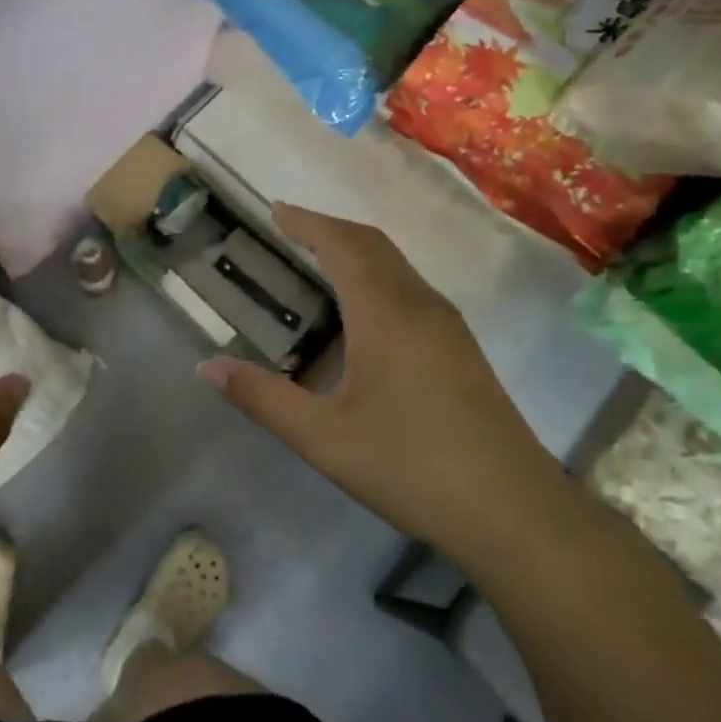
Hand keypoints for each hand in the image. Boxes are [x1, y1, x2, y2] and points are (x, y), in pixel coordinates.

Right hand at [200, 205, 562, 562]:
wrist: (513, 511)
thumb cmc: (410, 467)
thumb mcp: (322, 437)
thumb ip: (262, 398)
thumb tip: (207, 368)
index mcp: (386, 314)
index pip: (343, 246)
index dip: (308, 223)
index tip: (276, 210)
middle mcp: (421, 306)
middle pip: (374, 245)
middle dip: (330, 229)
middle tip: (290, 227)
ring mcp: (449, 327)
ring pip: (397, 266)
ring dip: (356, 251)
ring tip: (318, 259)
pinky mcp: (461, 350)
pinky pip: (410, 290)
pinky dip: (376, 276)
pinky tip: (362, 311)